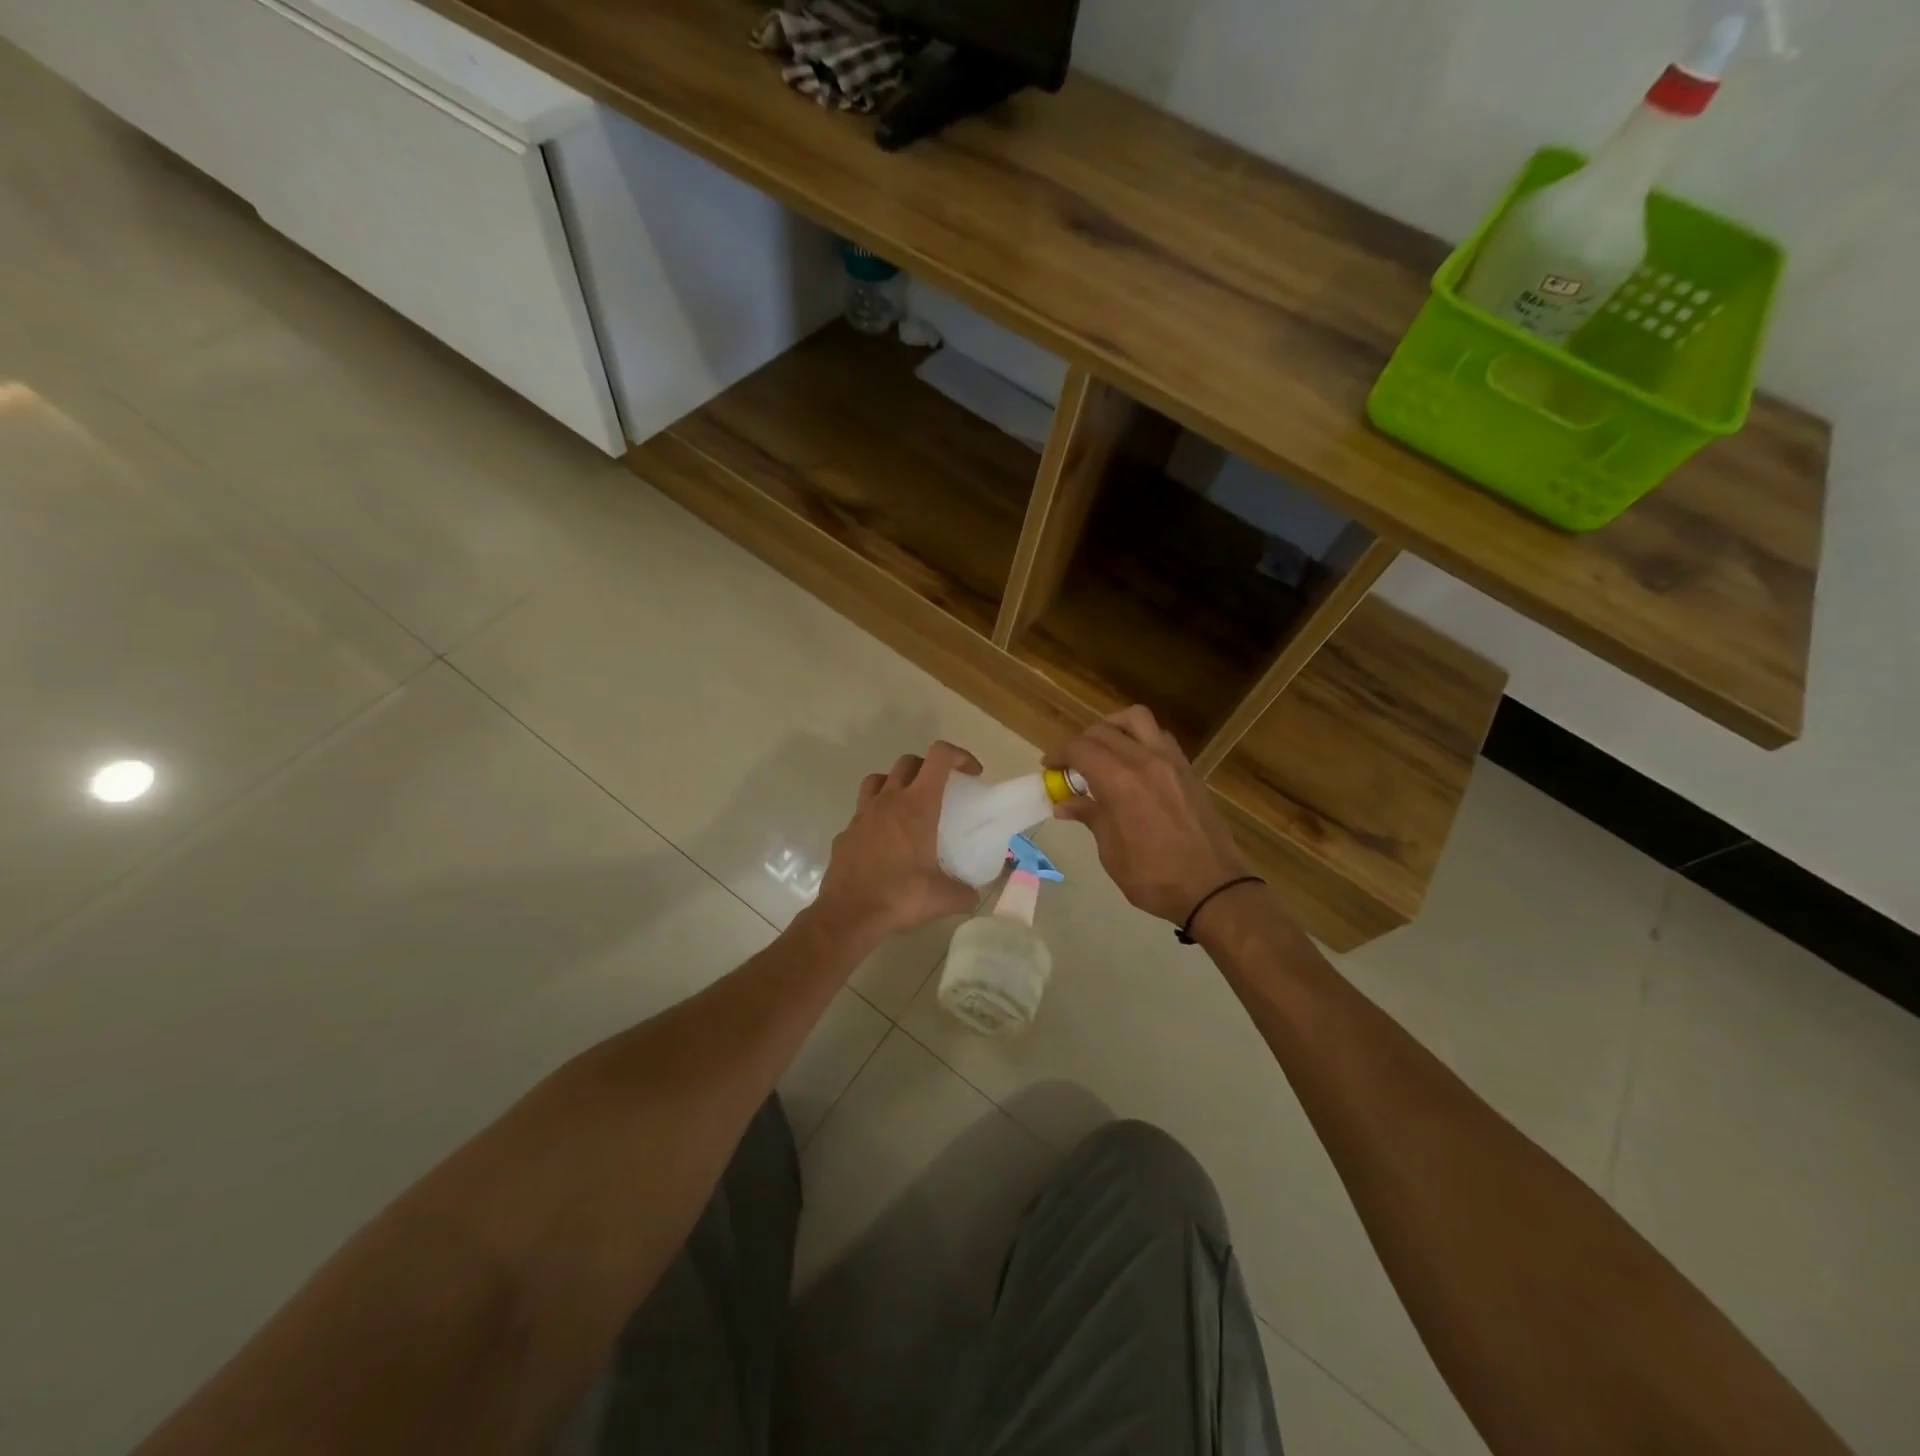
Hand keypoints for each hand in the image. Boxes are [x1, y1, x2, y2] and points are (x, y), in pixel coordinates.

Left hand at [814, 741, 983, 937]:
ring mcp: (862, 814)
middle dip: (928, 767)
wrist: (848, 914)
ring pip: (879, 779)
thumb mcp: (943, 898)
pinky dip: (876, 816)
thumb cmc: (900, 896)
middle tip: (942, 789)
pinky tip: (884, 841)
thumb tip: (973, 895)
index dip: (959, 755)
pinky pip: (862, 812)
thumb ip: (965, 893)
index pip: (939, 757)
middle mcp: (889, 800)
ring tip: (908, 806)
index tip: (972, 774)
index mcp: (917, 805)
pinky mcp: (846, 832)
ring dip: (896, 783)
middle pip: (908, 762)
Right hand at [1046, 706, 1250, 924]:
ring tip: (1102, 750)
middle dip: (1080, 743)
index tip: (1048, 767)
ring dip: (1112, 728)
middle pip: (1103, 731)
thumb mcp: (1112, 852)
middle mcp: (1145, 760)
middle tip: (1070, 766)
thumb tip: (1065, 804)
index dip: (1059, 754)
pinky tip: (1133, 763)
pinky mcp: (1188, 770)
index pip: (1080, 748)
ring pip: (1136, 719)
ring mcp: (1171, 761)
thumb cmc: (1154, 876)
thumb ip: (1090, 817)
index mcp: (1120, 781)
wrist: (1214, 888)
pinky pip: (1159, 736)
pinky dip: (1139, 738)